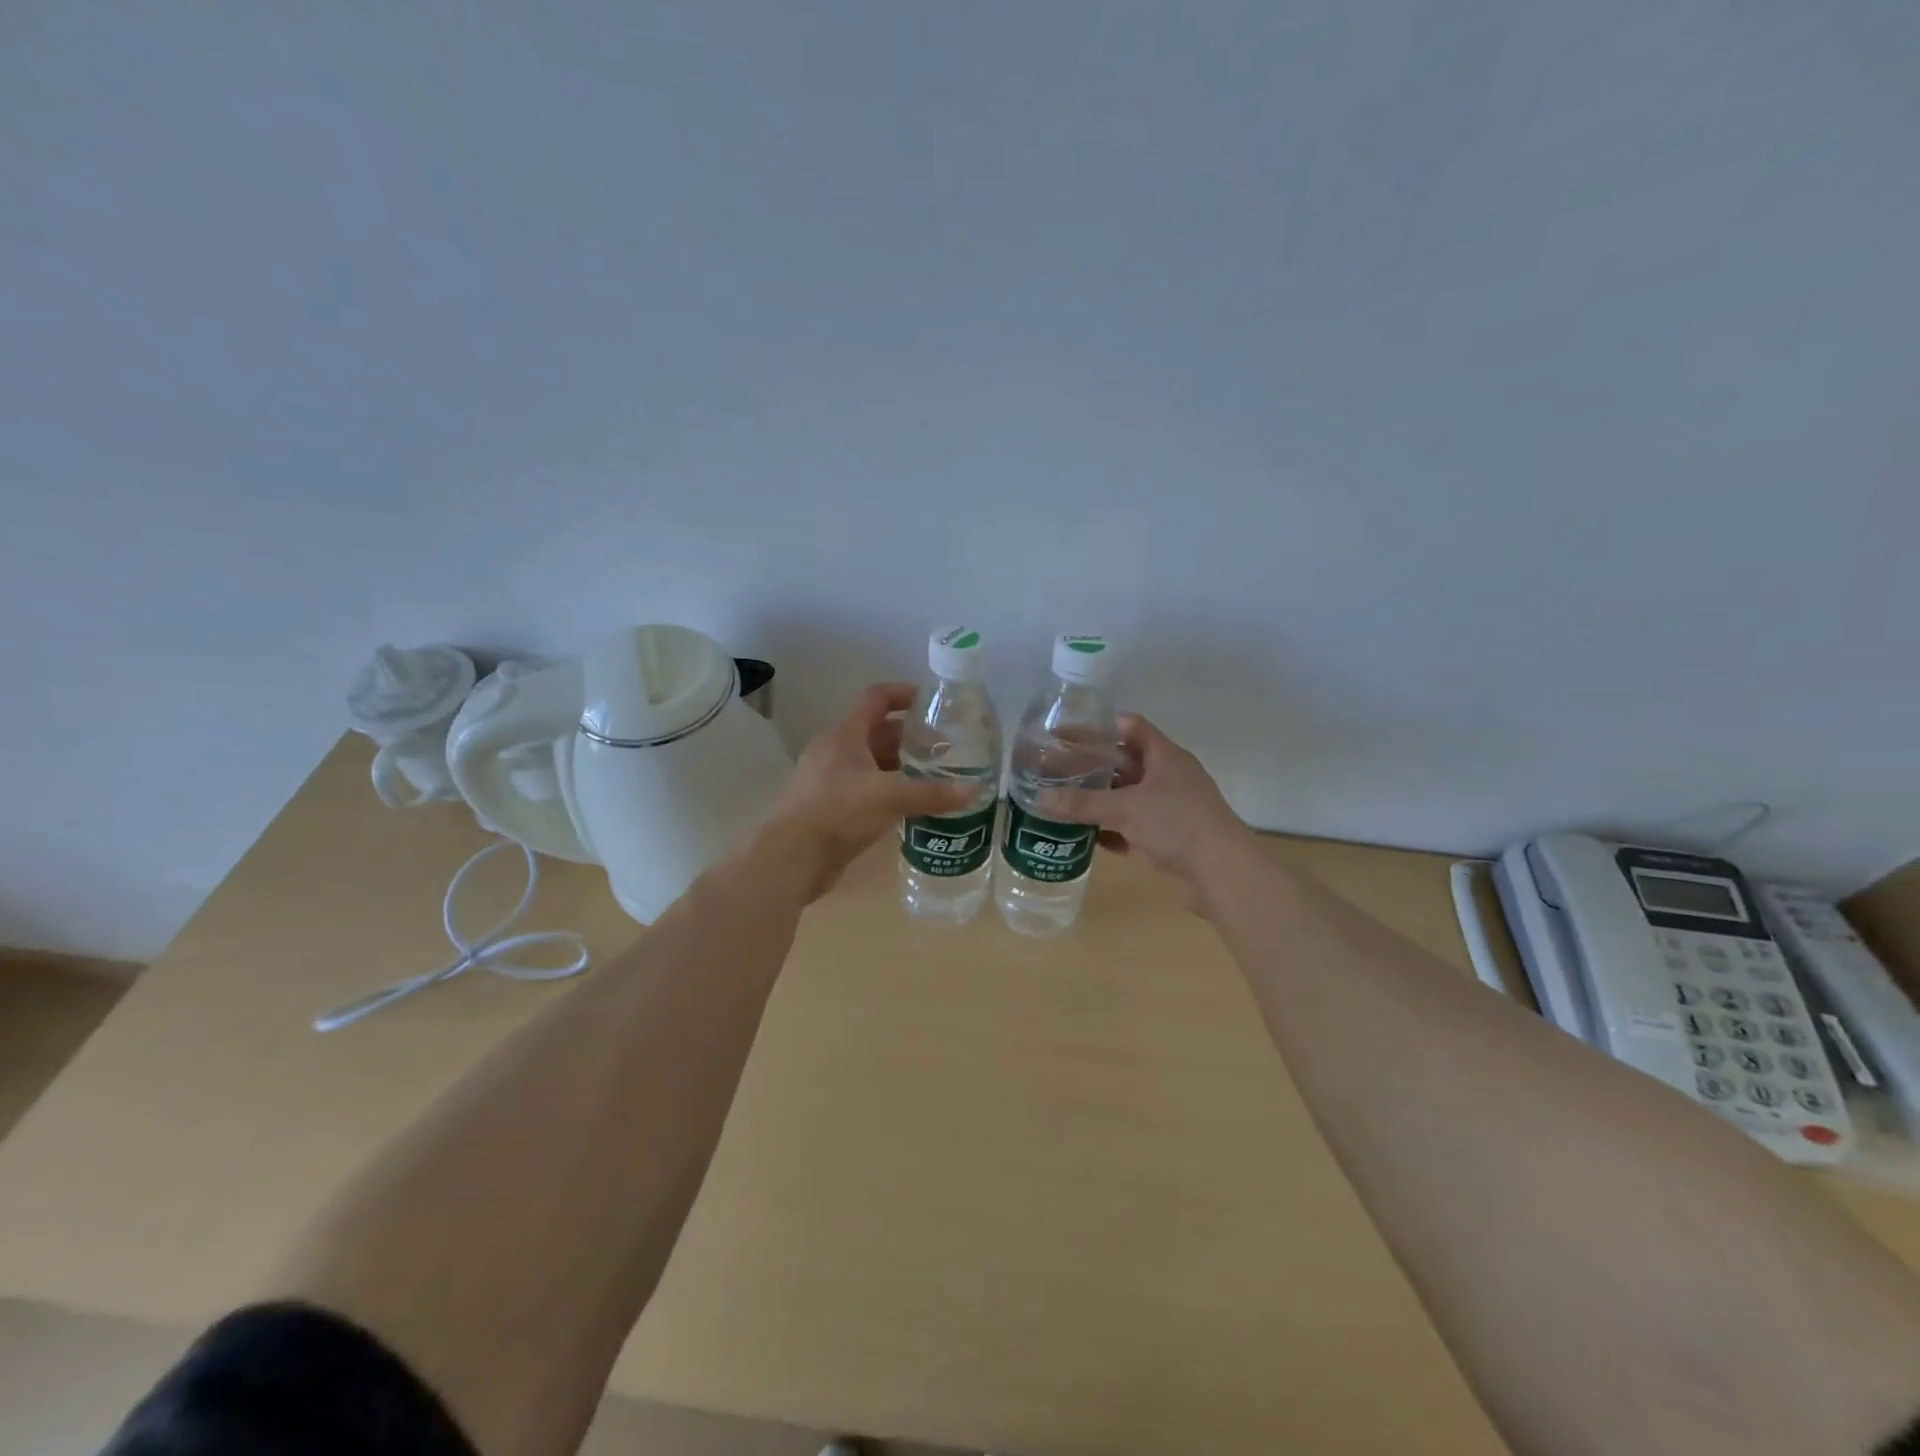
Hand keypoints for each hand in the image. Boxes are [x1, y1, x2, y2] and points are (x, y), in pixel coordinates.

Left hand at [758, 683, 974, 901]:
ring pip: (871, 762)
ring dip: (900, 765)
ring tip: (935, 775)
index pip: (876, 698)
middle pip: (877, 732)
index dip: (904, 693)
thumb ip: (932, 793)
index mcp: (844, 735)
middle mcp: (835, 751)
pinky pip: (865, 787)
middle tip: (944, 747)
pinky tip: (910, 803)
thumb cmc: (838, 813)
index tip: (933, 701)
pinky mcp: (829, 806)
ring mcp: (829, 779)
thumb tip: (975, 791)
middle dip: (910, 736)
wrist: (791, 858)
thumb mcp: (890, 798)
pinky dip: (888, 788)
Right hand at [1037, 714, 1254, 909]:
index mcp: (1165, 757)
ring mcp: (1167, 811)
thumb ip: (1083, 803)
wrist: (1222, 873)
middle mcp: (1166, 779)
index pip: (1130, 727)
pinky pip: (1128, 830)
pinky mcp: (1164, 841)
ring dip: (1096, 800)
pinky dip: (1107, 831)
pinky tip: (1080, 835)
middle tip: (1053, 769)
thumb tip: (1038, 798)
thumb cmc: (1178, 824)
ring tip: (1059, 800)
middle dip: (1090, 766)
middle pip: (1123, 764)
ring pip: (1124, 798)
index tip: (1066, 733)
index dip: (1100, 726)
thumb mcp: (1126, 808)